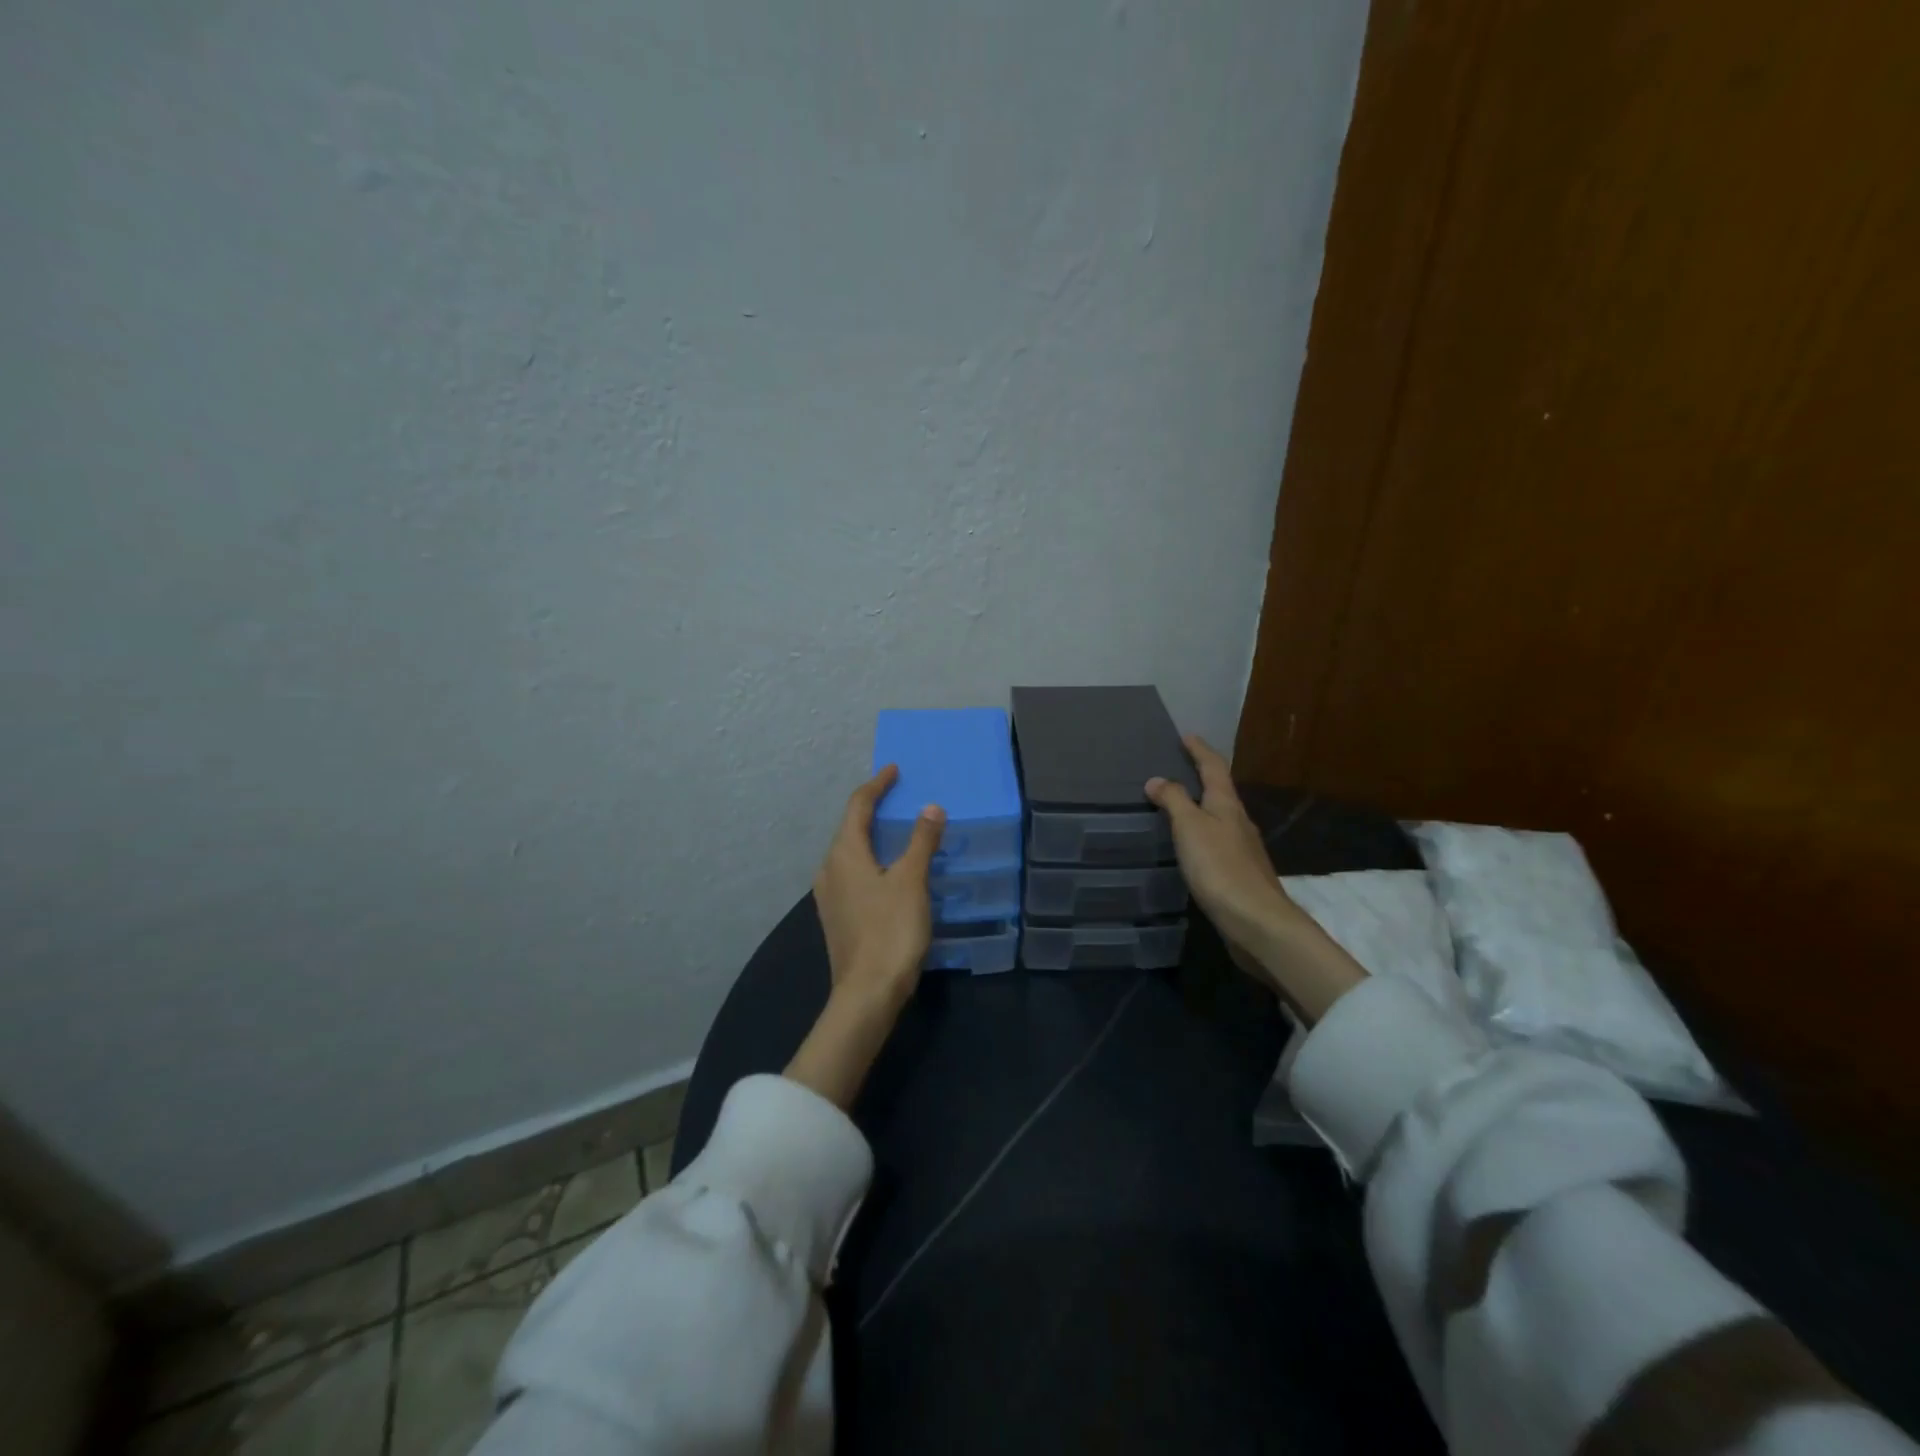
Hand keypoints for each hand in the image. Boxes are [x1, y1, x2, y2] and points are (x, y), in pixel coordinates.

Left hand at [812, 764, 944, 1008]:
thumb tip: (930, 807)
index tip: (893, 770)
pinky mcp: (837, 916)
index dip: (876, 785)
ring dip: (871, 836)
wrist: (867, 994)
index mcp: (844, 854)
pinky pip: (852, 873)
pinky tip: (888, 870)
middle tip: (898, 796)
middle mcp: (829, 869)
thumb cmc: (890, 931)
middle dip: (872, 809)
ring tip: (896, 830)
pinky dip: (871, 860)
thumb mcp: (912, 881)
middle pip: (849, 828)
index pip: (857, 806)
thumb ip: (921, 841)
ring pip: (850, 852)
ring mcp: (829, 896)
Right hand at [1145, 736, 1295, 955]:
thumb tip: (1157, 779)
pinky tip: (1191, 847)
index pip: (1214, 767)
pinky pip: (1217, 842)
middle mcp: (1239, 821)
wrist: (1255, 921)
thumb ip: (1174, 800)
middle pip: (1221, 791)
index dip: (1200, 750)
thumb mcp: (1190, 827)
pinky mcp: (1239, 874)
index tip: (1187, 735)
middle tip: (1179, 768)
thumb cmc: (1220, 867)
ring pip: (1220, 817)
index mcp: (1227, 805)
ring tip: (1178, 806)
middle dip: (1202, 777)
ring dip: (1201, 807)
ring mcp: (1242, 849)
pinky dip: (1202, 834)